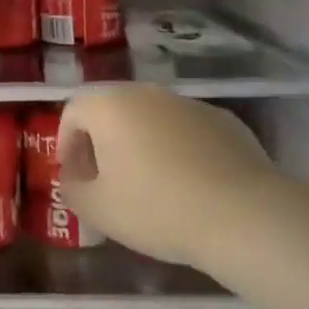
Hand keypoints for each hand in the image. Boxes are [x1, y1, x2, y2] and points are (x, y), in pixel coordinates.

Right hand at [58, 85, 280, 273]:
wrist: (243, 215)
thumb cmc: (156, 208)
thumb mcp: (97, 209)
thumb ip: (72, 188)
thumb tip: (73, 178)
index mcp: (109, 105)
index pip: (73, 112)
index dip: (66, 143)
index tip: (74, 175)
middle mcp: (146, 93)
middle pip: (112, 110)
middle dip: (103, 142)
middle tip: (106, 179)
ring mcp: (188, 103)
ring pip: (151, 118)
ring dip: (141, 143)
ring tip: (150, 184)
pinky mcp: (224, 120)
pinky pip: (187, 130)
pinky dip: (178, 149)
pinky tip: (189, 184)